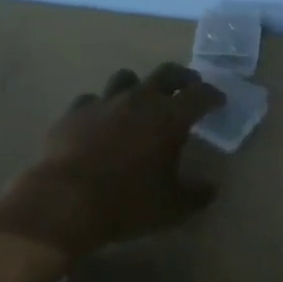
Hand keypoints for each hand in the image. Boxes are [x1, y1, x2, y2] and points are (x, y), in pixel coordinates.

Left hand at [0, 63, 224, 258]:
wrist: (63, 202)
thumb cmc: (126, 203)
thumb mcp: (172, 208)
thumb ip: (196, 195)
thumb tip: (211, 189)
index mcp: (169, 116)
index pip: (200, 94)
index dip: (212, 95)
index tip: (219, 101)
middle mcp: (139, 99)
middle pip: (166, 73)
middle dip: (182, 78)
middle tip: (188, 87)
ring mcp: (104, 102)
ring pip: (125, 78)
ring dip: (138, 86)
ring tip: (141, 100)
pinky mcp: (74, 112)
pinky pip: (92, 100)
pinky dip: (101, 108)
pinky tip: (100, 122)